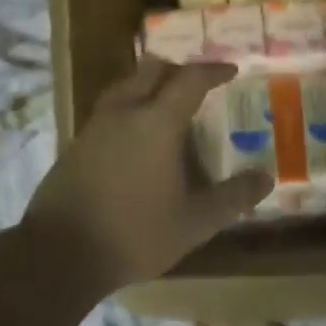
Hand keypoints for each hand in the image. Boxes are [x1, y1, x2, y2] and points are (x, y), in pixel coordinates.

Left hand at [21, 57, 271, 295]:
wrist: (59, 255)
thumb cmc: (135, 233)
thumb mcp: (195, 222)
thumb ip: (233, 197)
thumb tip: (266, 177)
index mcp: (156, 122)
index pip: (190, 79)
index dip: (213, 71)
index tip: (232, 71)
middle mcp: (124, 113)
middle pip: (151, 70)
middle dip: (177, 69)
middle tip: (197, 84)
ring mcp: (94, 128)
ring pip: (124, 87)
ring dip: (149, 86)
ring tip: (166, 105)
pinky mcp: (75, 146)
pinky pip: (108, 111)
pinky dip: (129, 108)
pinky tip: (135, 138)